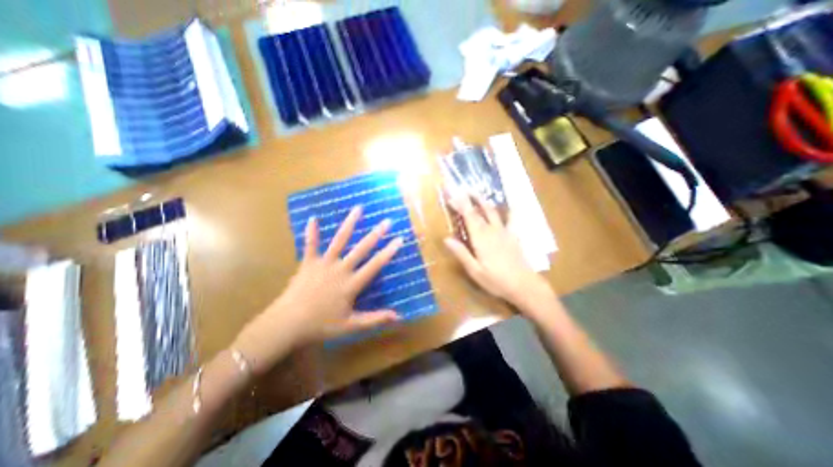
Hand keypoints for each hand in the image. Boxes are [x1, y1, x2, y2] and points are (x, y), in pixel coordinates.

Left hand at [234, 206, 404, 373]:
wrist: (287, 324)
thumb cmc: (320, 326)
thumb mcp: (351, 326)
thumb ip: (375, 319)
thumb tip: (398, 316)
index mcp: (351, 284)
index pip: (375, 265)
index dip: (388, 252)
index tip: (399, 239)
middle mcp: (340, 269)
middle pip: (361, 249)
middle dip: (376, 234)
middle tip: (387, 221)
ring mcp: (323, 264)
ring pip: (339, 240)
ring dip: (349, 224)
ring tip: (358, 208)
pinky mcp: (308, 263)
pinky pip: (310, 245)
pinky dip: (311, 232)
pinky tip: (313, 218)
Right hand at [442, 194, 550, 307]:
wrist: (524, 285)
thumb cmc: (496, 280)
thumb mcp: (474, 271)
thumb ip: (461, 253)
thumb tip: (446, 239)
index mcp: (481, 238)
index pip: (468, 216)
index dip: (460, 204)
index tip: (452, 194)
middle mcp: (492, 231)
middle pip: (479, 211)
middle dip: (469, 199)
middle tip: (462, 189)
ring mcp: (504, 232)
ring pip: (493, 211)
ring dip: (484, 201)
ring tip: (477, 192)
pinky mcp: (513, 236)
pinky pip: (512, 219)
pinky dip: (511, 210)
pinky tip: (512, 204)